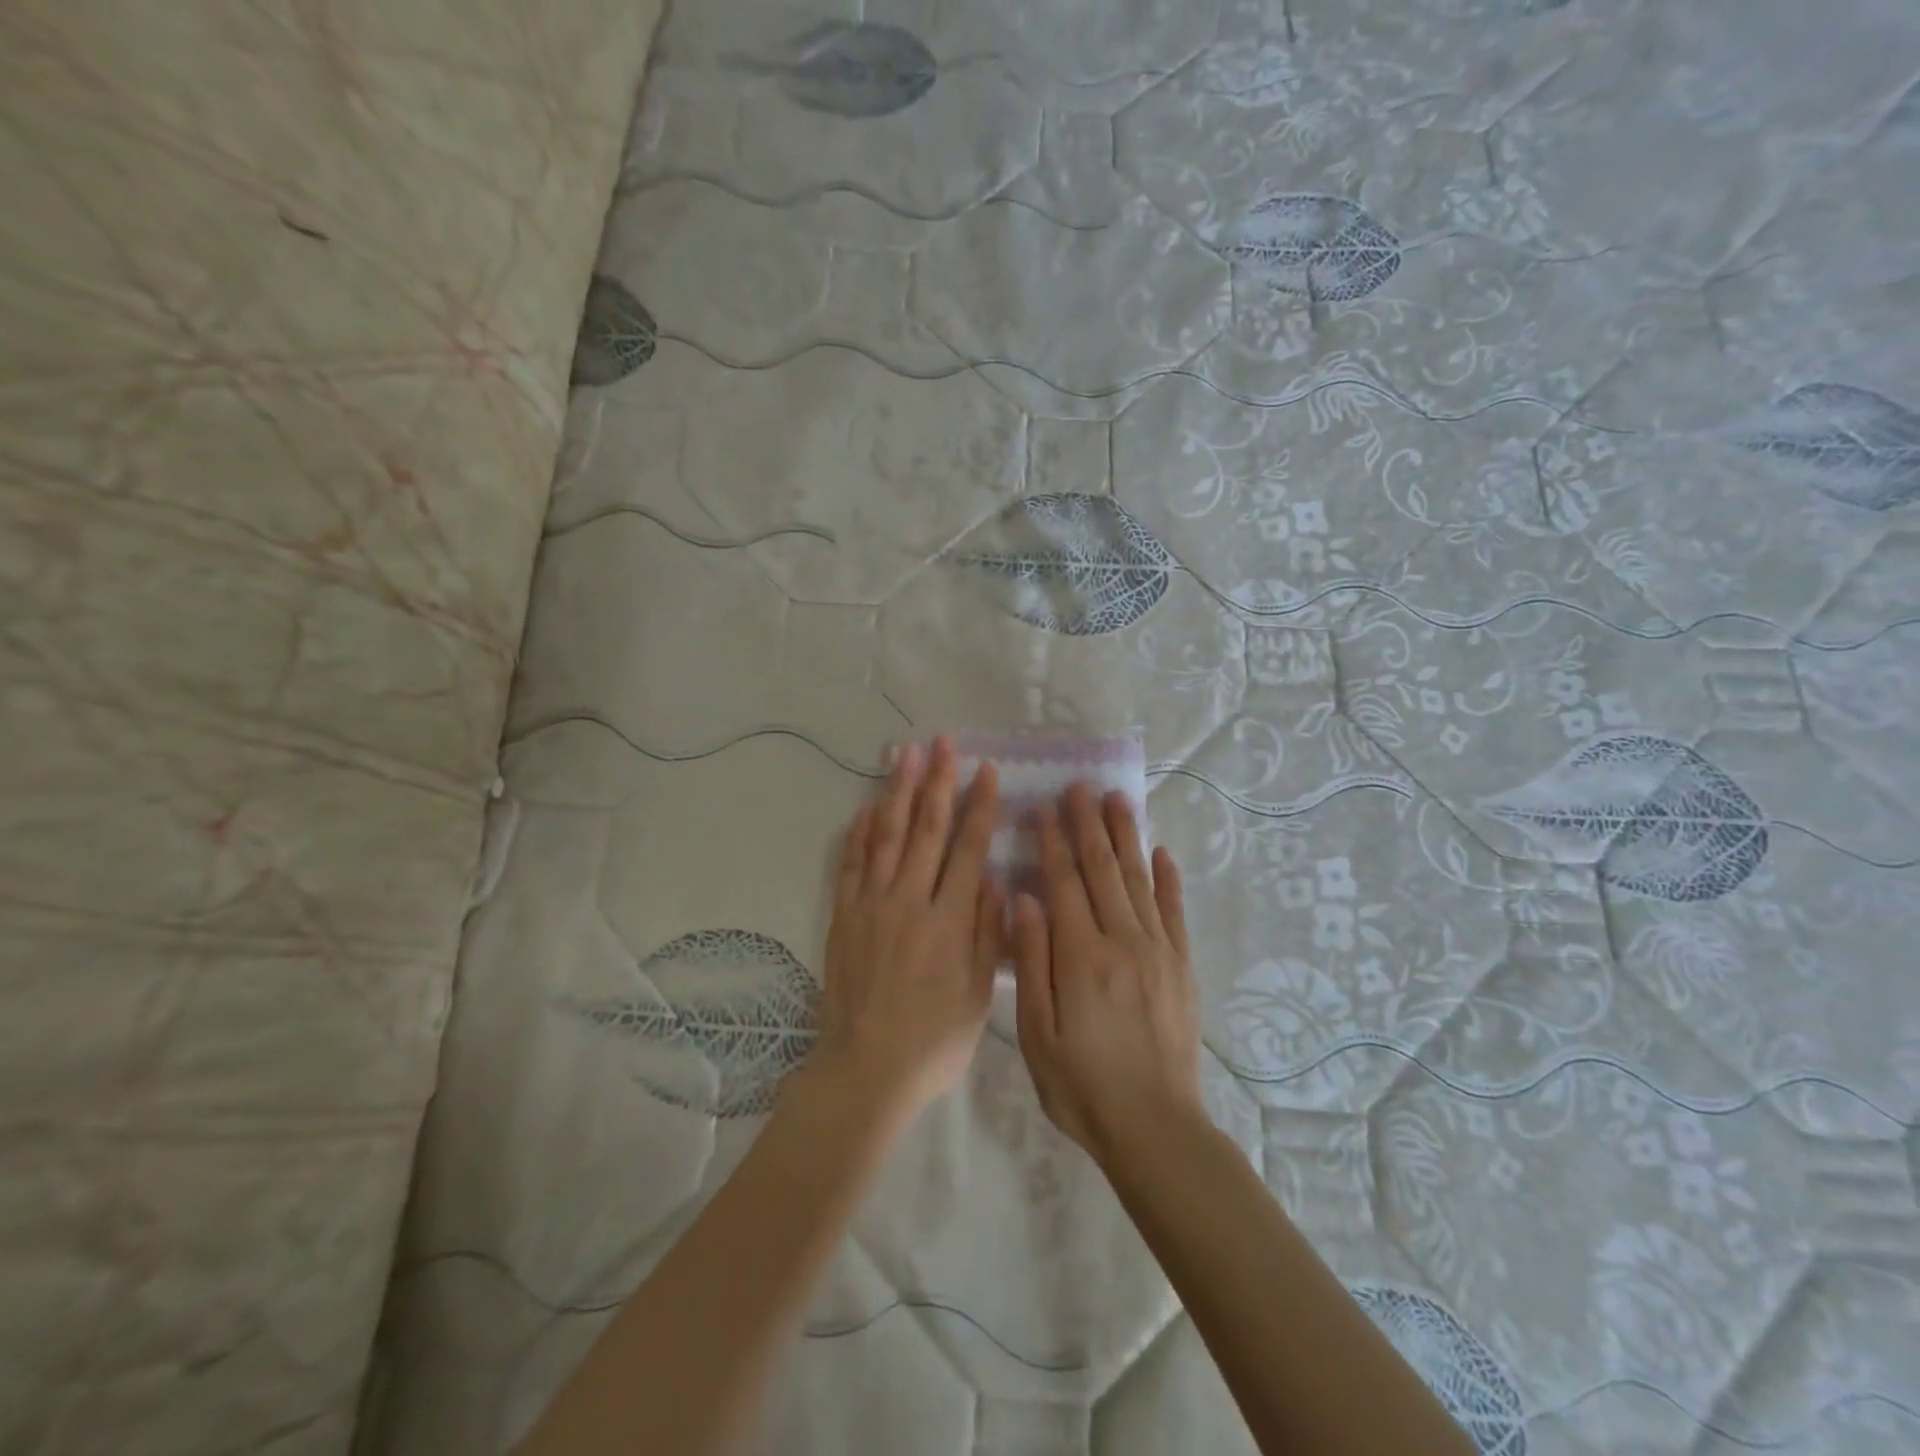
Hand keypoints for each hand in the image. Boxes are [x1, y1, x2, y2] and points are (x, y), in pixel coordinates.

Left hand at [806, 736, 1003, 1131]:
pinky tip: (866, 806)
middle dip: (938, 782)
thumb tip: (996, 879)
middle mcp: (909, 900)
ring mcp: (871, 904)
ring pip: (887, 835)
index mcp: (948, 919)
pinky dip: (858, 832)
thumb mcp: (978, 995)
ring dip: (898, 791)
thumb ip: (988, 933)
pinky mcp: (843, 916)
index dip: (979, 806)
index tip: (986, 771)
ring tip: (906, 754)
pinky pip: (851, 863)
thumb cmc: (934, 1039)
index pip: (968, 848)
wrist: (866, 1068)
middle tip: (944, 743)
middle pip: (927, 829)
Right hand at [1010, 782, 1203, 1167]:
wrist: (1155, 1128)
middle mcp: (1122, 942)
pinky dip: (1168, 879)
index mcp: (1081, 957)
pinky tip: (1161, 852)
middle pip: (1102, 870)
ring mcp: (1158, 951)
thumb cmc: (1082, 1085)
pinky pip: (1174, 911)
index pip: (1063, 884)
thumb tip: (1026, 900)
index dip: (1052, 842)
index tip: (1044, 807)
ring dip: (1126, 836)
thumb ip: (1032, 962)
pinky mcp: (1182, 967)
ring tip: (1117, 799)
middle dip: (1088, 825)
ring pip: (1139, 880)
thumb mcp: (1037, 1033)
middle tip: (1080, 786)